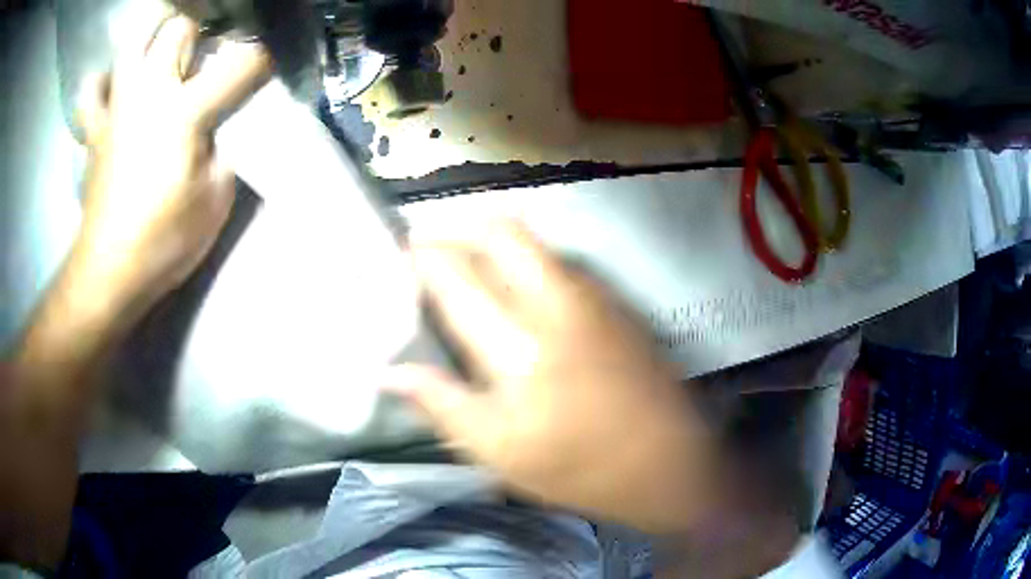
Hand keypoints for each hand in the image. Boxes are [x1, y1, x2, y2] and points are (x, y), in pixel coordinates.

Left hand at [74, 15, 270, 314]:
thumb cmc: (164, 241)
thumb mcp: (215, 201)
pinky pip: (94, 89)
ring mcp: (116, 107)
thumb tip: (223, 126)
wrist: (110, 274)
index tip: (267, 63)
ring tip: (160, 61)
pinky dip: (104, 82)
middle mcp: (149, 93)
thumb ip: (227, 150)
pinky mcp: (95, 129)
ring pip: (134, 43)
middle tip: (204, 56)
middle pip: (179, 27)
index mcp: (185, 111)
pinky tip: (115, 90)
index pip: (239, 63)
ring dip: (151, 43)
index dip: (262, 57)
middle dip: (198, 33)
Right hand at [385, 223, 722, 532]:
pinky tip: (515, 297)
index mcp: (519, 345)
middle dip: (456, 233)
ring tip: (466, 275)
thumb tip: (389, 372)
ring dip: (490, 246)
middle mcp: (556, 302)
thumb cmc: (579, 468)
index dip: (418, 258)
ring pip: (531, 242)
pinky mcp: (613, 302)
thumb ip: (442, 405)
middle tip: (429, 260)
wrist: (669, 462)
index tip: (396, 259)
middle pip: (499, 232)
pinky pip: (556, 262)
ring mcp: (592, 296)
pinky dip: (523, 263)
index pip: (454, 275)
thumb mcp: (500, 453)